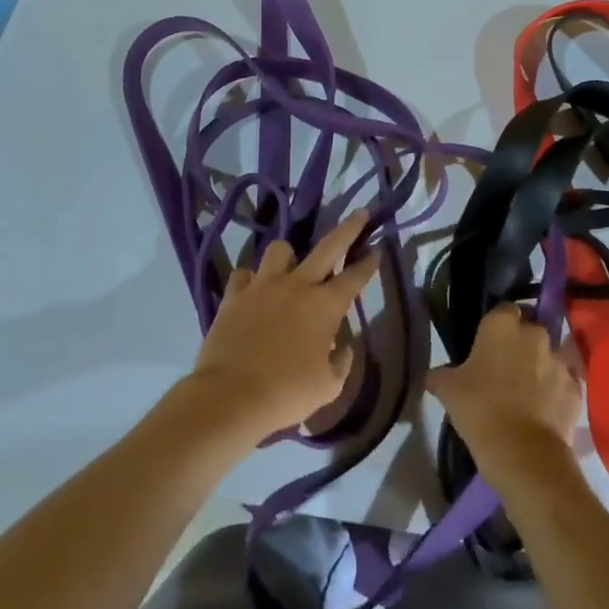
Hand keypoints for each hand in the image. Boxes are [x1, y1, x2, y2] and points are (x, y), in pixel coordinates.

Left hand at [187, 210, 379, 440]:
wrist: (231, 395)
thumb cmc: (286, 393)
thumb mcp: (328, 387)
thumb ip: (341, 362)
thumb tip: (342, 347)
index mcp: (325, 306)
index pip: (355, 276)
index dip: (369, 261)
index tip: (378, 248)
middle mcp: (298, 285)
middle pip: (328, 246)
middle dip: (348, 228)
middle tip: (360, 213)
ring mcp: (263, 285)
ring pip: (280, 249)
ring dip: (288, 256)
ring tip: (289, 268)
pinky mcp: (234, 294)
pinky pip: (244, 274)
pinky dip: (251, 280)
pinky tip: (253, 292)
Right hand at [427, 304, 582, 485]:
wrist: (523, 453)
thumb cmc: (479, 409)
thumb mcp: (447, 390)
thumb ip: (440, 374)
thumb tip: (433, 375)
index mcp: (502, 325)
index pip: (503, 310)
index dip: (496, 326)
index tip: (487, 345)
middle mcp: (535, 334)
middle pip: (529, 331)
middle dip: (520, 345)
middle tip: (504, 370)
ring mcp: (559, 361)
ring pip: (548, 357)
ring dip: (539, 369)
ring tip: (525, 394)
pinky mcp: (576, 389)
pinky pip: (563, 384)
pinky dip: (555, 393)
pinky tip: (542, 412)